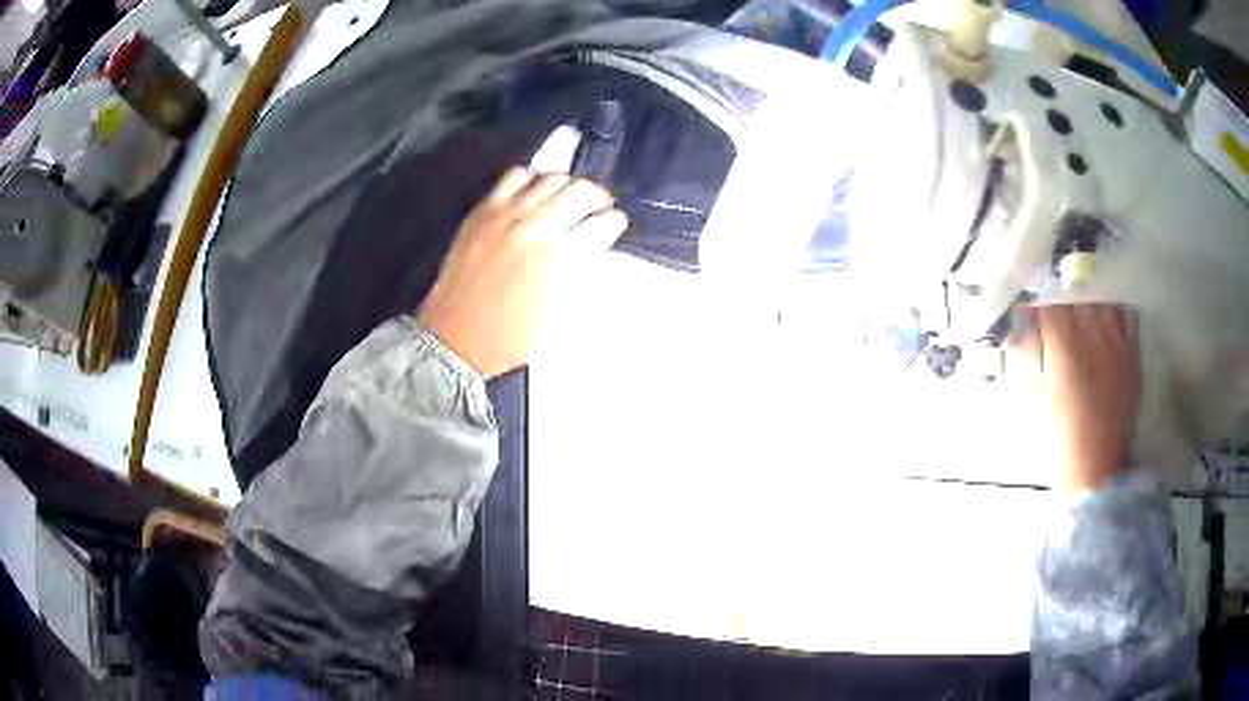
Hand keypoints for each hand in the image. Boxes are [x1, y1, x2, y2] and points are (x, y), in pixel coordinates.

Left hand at [419, 167, 627, 378]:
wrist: (458, 342)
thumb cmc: (515, 340)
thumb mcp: (564, 315)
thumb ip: (583, 273)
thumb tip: (593, 244)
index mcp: (562, 260)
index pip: (603, 223)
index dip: (615, 221)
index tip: (616, 223)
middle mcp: (537, 228)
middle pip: (581, 191)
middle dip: (598, 198)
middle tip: (599, 208)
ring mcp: (506, 215)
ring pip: (551, 178)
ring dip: (568, 186)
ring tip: (568, 200)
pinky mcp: (482, 212)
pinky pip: (514, 176)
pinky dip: (532, 180)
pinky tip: (533, 196)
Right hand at [1023, 304, 1140, 493]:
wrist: (1097, 470)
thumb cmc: (1059, 439)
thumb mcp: (1035, 398)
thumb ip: (1029, 355)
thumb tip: (1020, 326)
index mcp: (1063, 345)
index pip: (1050, 301)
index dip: (1039, 301)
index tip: (1033, 307)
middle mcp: (1091, 334)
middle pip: (1077, 293)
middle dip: (1064, 296)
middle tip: (1057, 306)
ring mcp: (1116, 341)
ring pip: (1102, 299)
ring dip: (1089, 300)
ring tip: (1083, 309)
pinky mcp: (1132, 353)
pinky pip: (1126, 315)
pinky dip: (1114, 311)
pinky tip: (1107, 318)